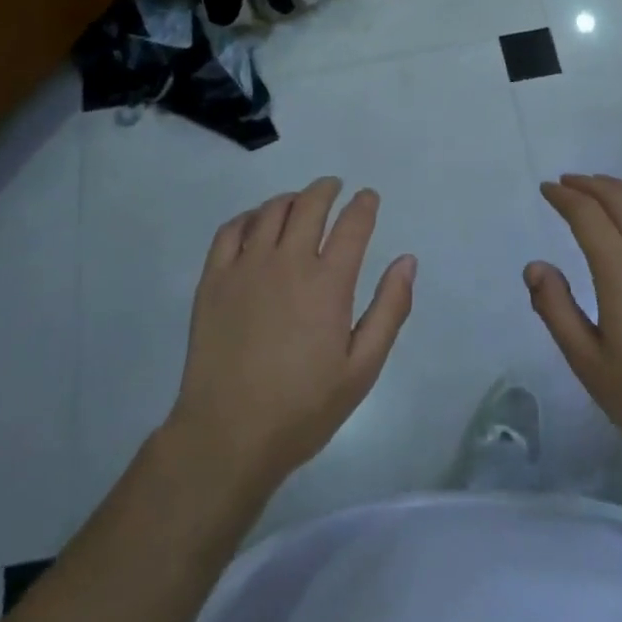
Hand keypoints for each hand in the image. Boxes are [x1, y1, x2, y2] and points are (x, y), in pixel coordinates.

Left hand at [168, 178, 416, 498]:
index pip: (353, 224)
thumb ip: (389, 309)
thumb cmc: (303, 407)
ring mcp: (246, 266)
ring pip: (271, 211)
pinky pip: (231, 230)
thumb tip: (407, 261)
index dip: (364, 204)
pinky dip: (248, 217)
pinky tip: (255, 222)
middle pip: (310, 204)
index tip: (368, 197)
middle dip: (327, 189)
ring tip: (299, 202)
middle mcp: (288, 262)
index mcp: (328, 283)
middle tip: (334, 187)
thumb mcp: (362, 368)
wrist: (228, 434)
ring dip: (291, 199)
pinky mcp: (214, 279)